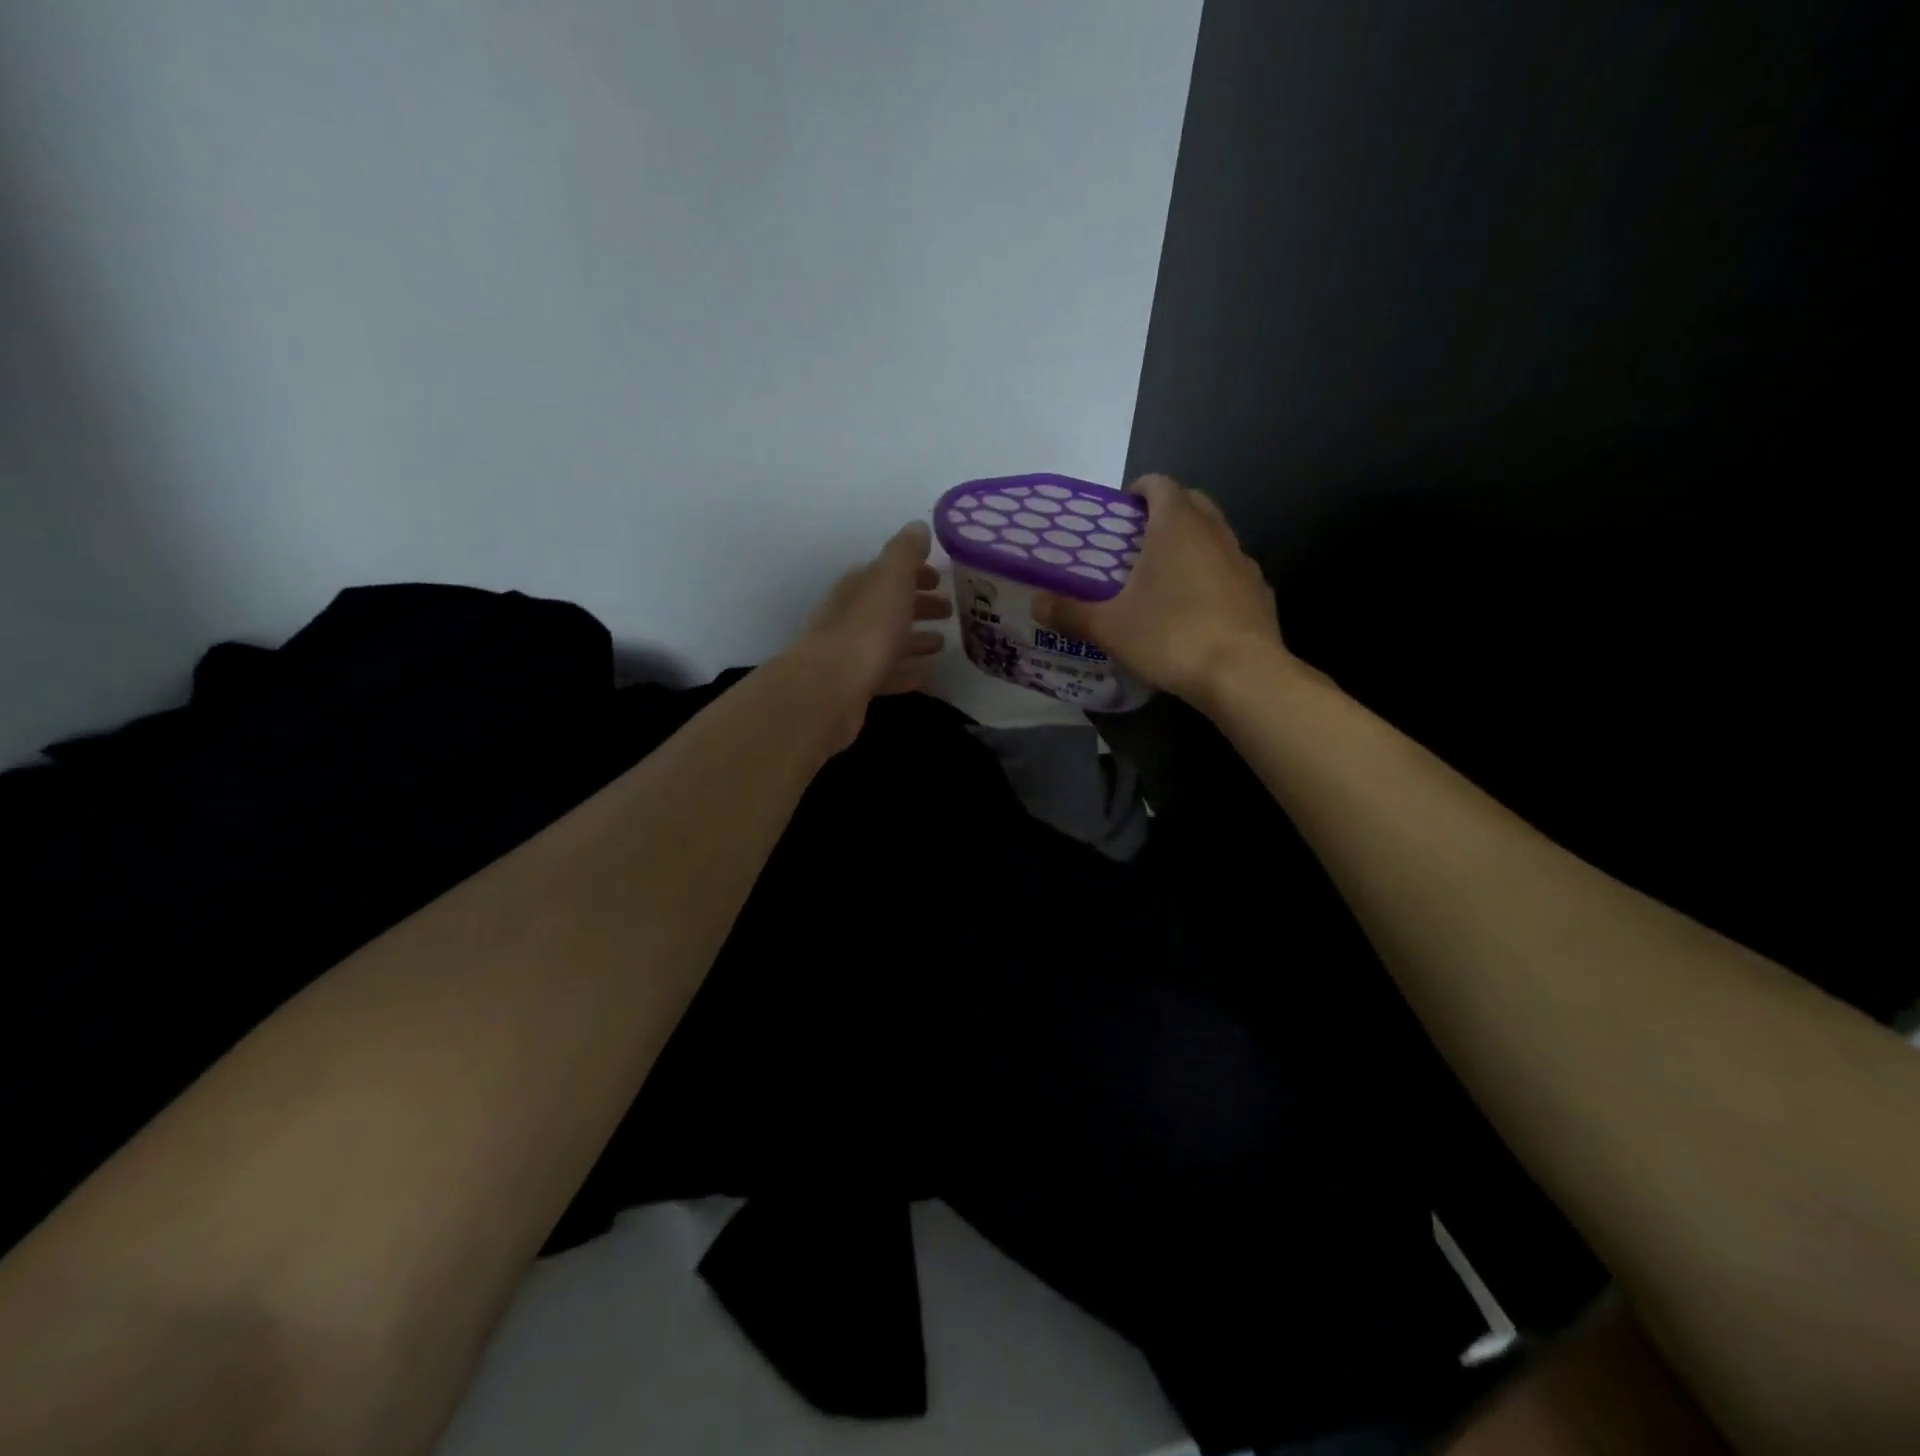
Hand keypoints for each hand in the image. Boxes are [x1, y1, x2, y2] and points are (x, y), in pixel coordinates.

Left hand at [784, 519, 952, 747]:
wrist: (829, 689)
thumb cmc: (866, 629)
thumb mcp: (890, 580)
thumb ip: (905, 552)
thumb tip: (918, 527)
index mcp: (859, 587)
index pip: (886, 572)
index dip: (914, 572)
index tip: (941, 578)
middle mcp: (851, 616)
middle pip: (887, 606)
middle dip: (917, 605)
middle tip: (949, 610)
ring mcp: (851, 653)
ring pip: (887, 641)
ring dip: (913, 639)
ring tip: (942, 643)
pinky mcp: (855, 686)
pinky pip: (886, 674)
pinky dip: (906, 672)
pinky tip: (926, 676)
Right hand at [1032, 474, 1284, 704]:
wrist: (1241, 674)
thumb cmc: (1170, 636)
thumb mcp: (1109, 628)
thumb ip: (1070, 612)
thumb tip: (1036, 604)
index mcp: (1176, 526)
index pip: (1160, 484)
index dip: (1139, 490)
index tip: (1122, 510)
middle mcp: (1214, 532)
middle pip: (1192, 503)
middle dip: (1167, 512)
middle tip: (1138, 541)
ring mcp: (1243, 561)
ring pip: (1215, 536)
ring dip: (1192, 544)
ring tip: (1166, 577)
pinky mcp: (1260, 591)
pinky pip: (1231, 571)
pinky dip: (1214, 577)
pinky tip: (1198, 608)